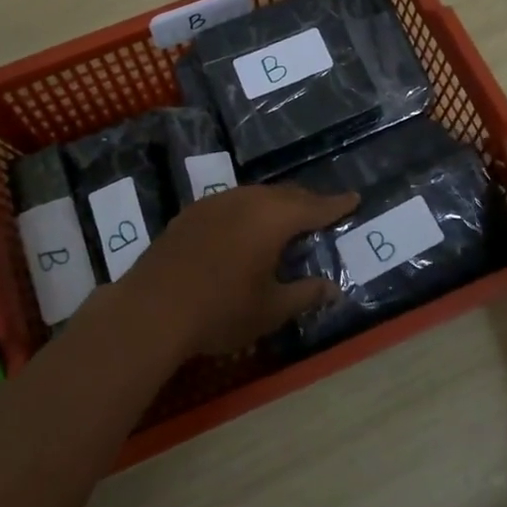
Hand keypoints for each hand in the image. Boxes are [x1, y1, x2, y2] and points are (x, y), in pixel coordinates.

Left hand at [121, 184, 357, 357]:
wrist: (151, 309)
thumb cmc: (221, 310)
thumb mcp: (271, 309)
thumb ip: (305, 294)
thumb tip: (334, 288)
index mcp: (273, 218)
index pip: (314, 207)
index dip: (336, 205)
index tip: (354, 198)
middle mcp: (246, 200)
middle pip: (285, 195)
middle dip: (307, 202)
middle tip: (322, 211)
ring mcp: (215, 203)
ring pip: (256, 196)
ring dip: (275, 205)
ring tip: (285, 220)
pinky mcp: (190, 213)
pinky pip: (231, 203)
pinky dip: (248, 211)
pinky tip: (243, 229)